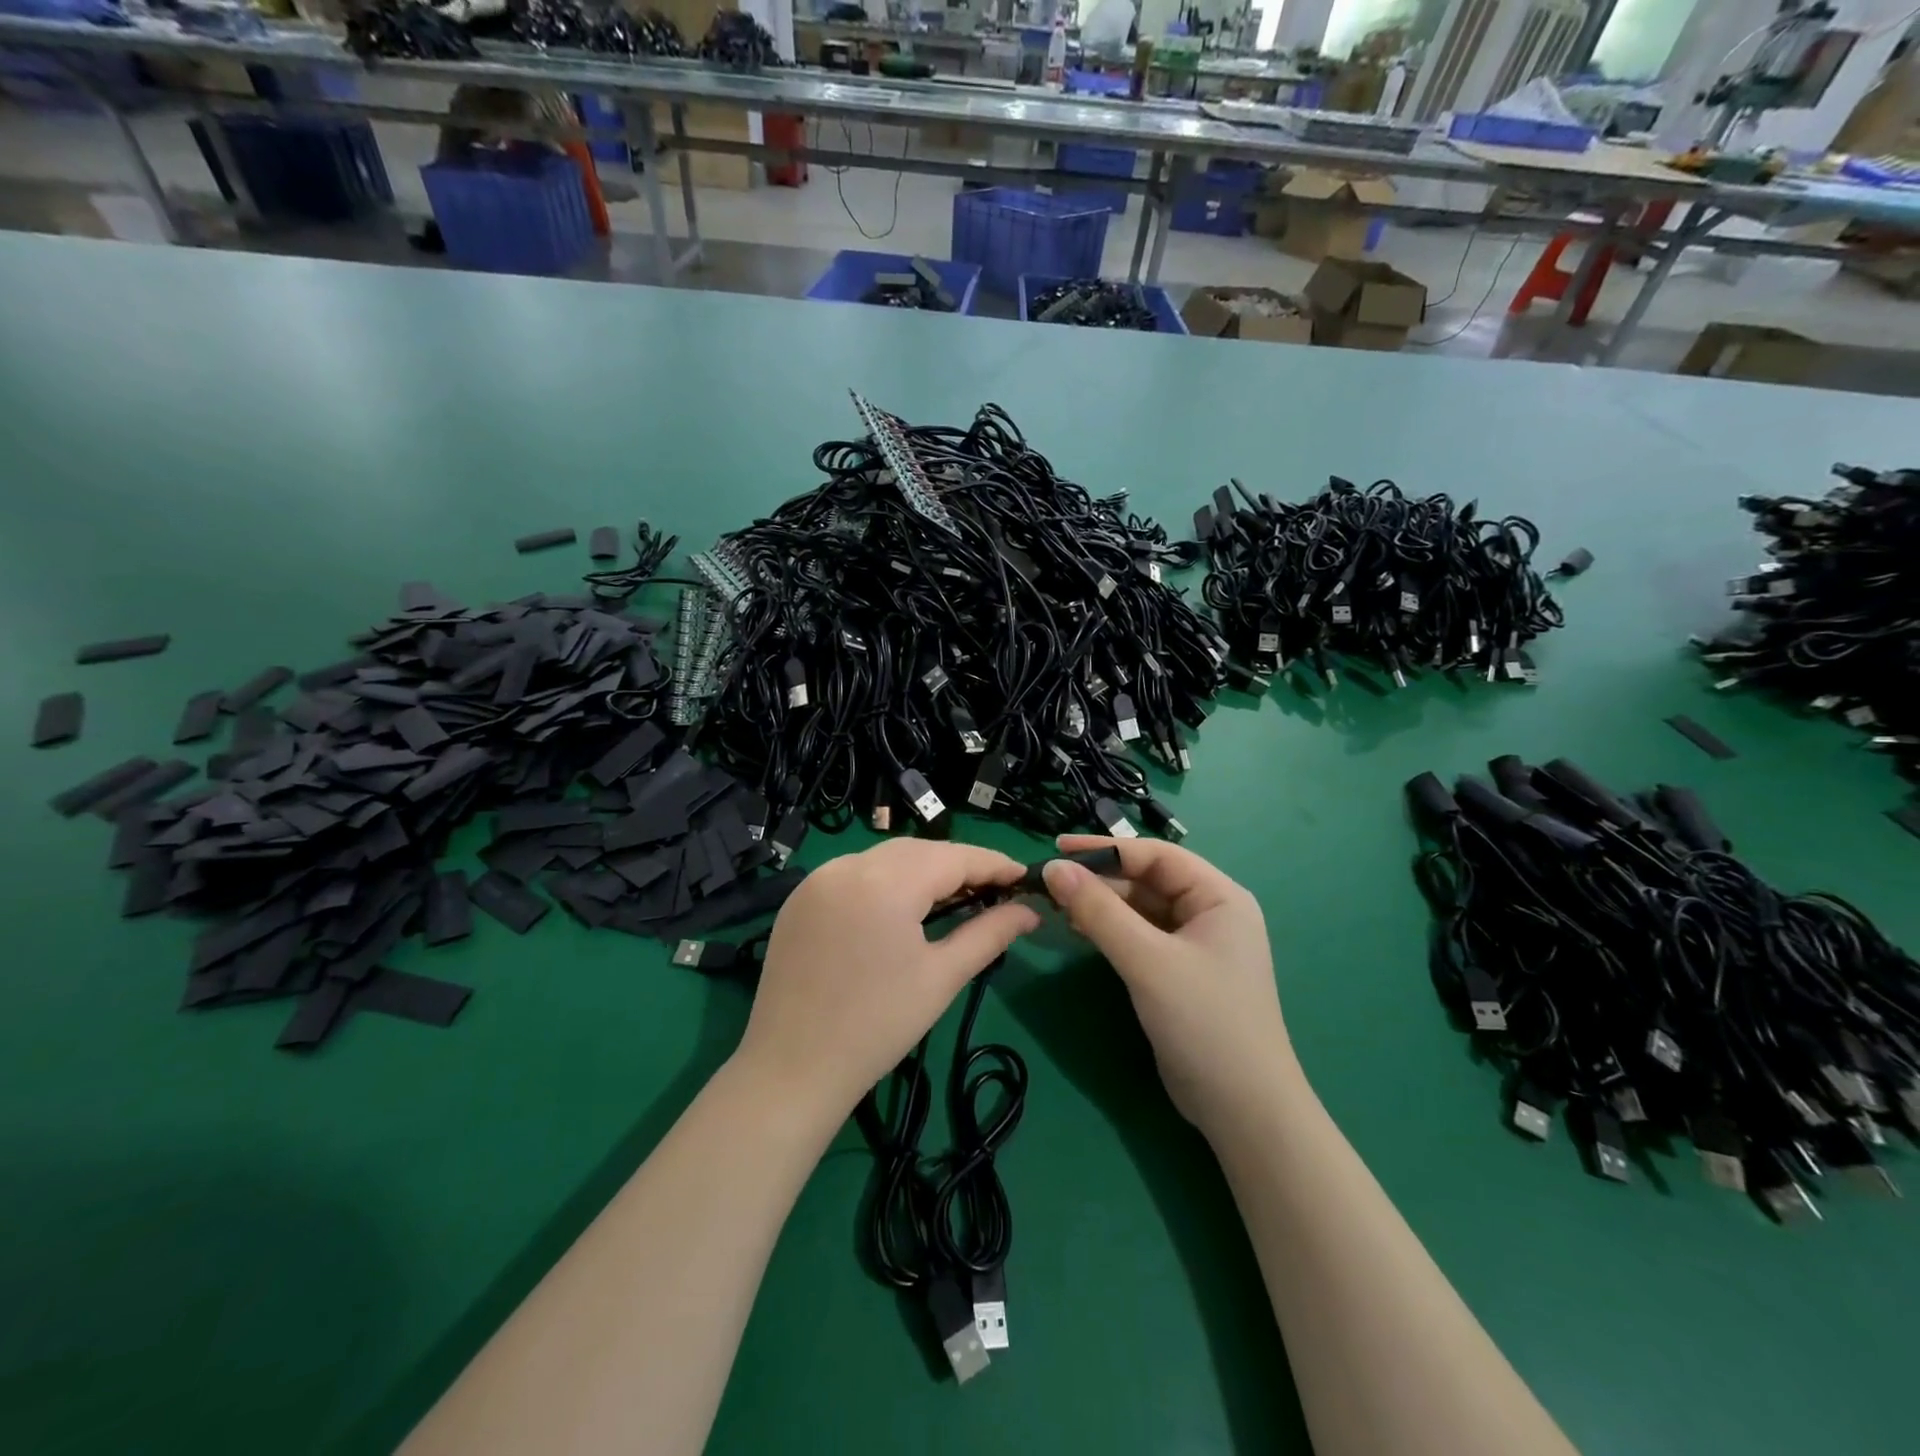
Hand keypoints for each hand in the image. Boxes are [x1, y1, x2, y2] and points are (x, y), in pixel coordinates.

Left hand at [734, 839, 1039, 1127]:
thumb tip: (1029, 911)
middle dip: (959, 866)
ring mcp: (817, 879)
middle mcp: (848, 866)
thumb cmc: (878, 1026)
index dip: (992, 863)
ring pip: (885, 858)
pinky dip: (885, 880)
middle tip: (993, 890)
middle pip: (918, 851)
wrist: (792, 1069)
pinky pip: (854, 873)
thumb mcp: (942, 977)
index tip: (1023, 876)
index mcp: (886, 882)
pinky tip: (901, 907)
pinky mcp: (799, 898)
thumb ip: (989, 934)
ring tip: (953, 898)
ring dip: (922, 870)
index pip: (953, 857)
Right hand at [1043, 835, 1294, 1135]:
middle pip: (1146, 880)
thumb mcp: (1147, 960)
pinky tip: (1079, 930)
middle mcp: (1210, 912)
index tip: (1056, 849)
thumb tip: (1053, 867)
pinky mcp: (1178, 972)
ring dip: (1100, 905)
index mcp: (1219, 896)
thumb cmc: (1204, 1021)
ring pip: (1139, 908)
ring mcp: (1195, 944)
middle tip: (1050, 882)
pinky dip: (1109, 930)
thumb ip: (1099, 911)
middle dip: (1099, 879)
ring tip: (1056, 905)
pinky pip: (1139, 935)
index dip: (1105, 848)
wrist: (1242, 1110)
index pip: (1156, 856)